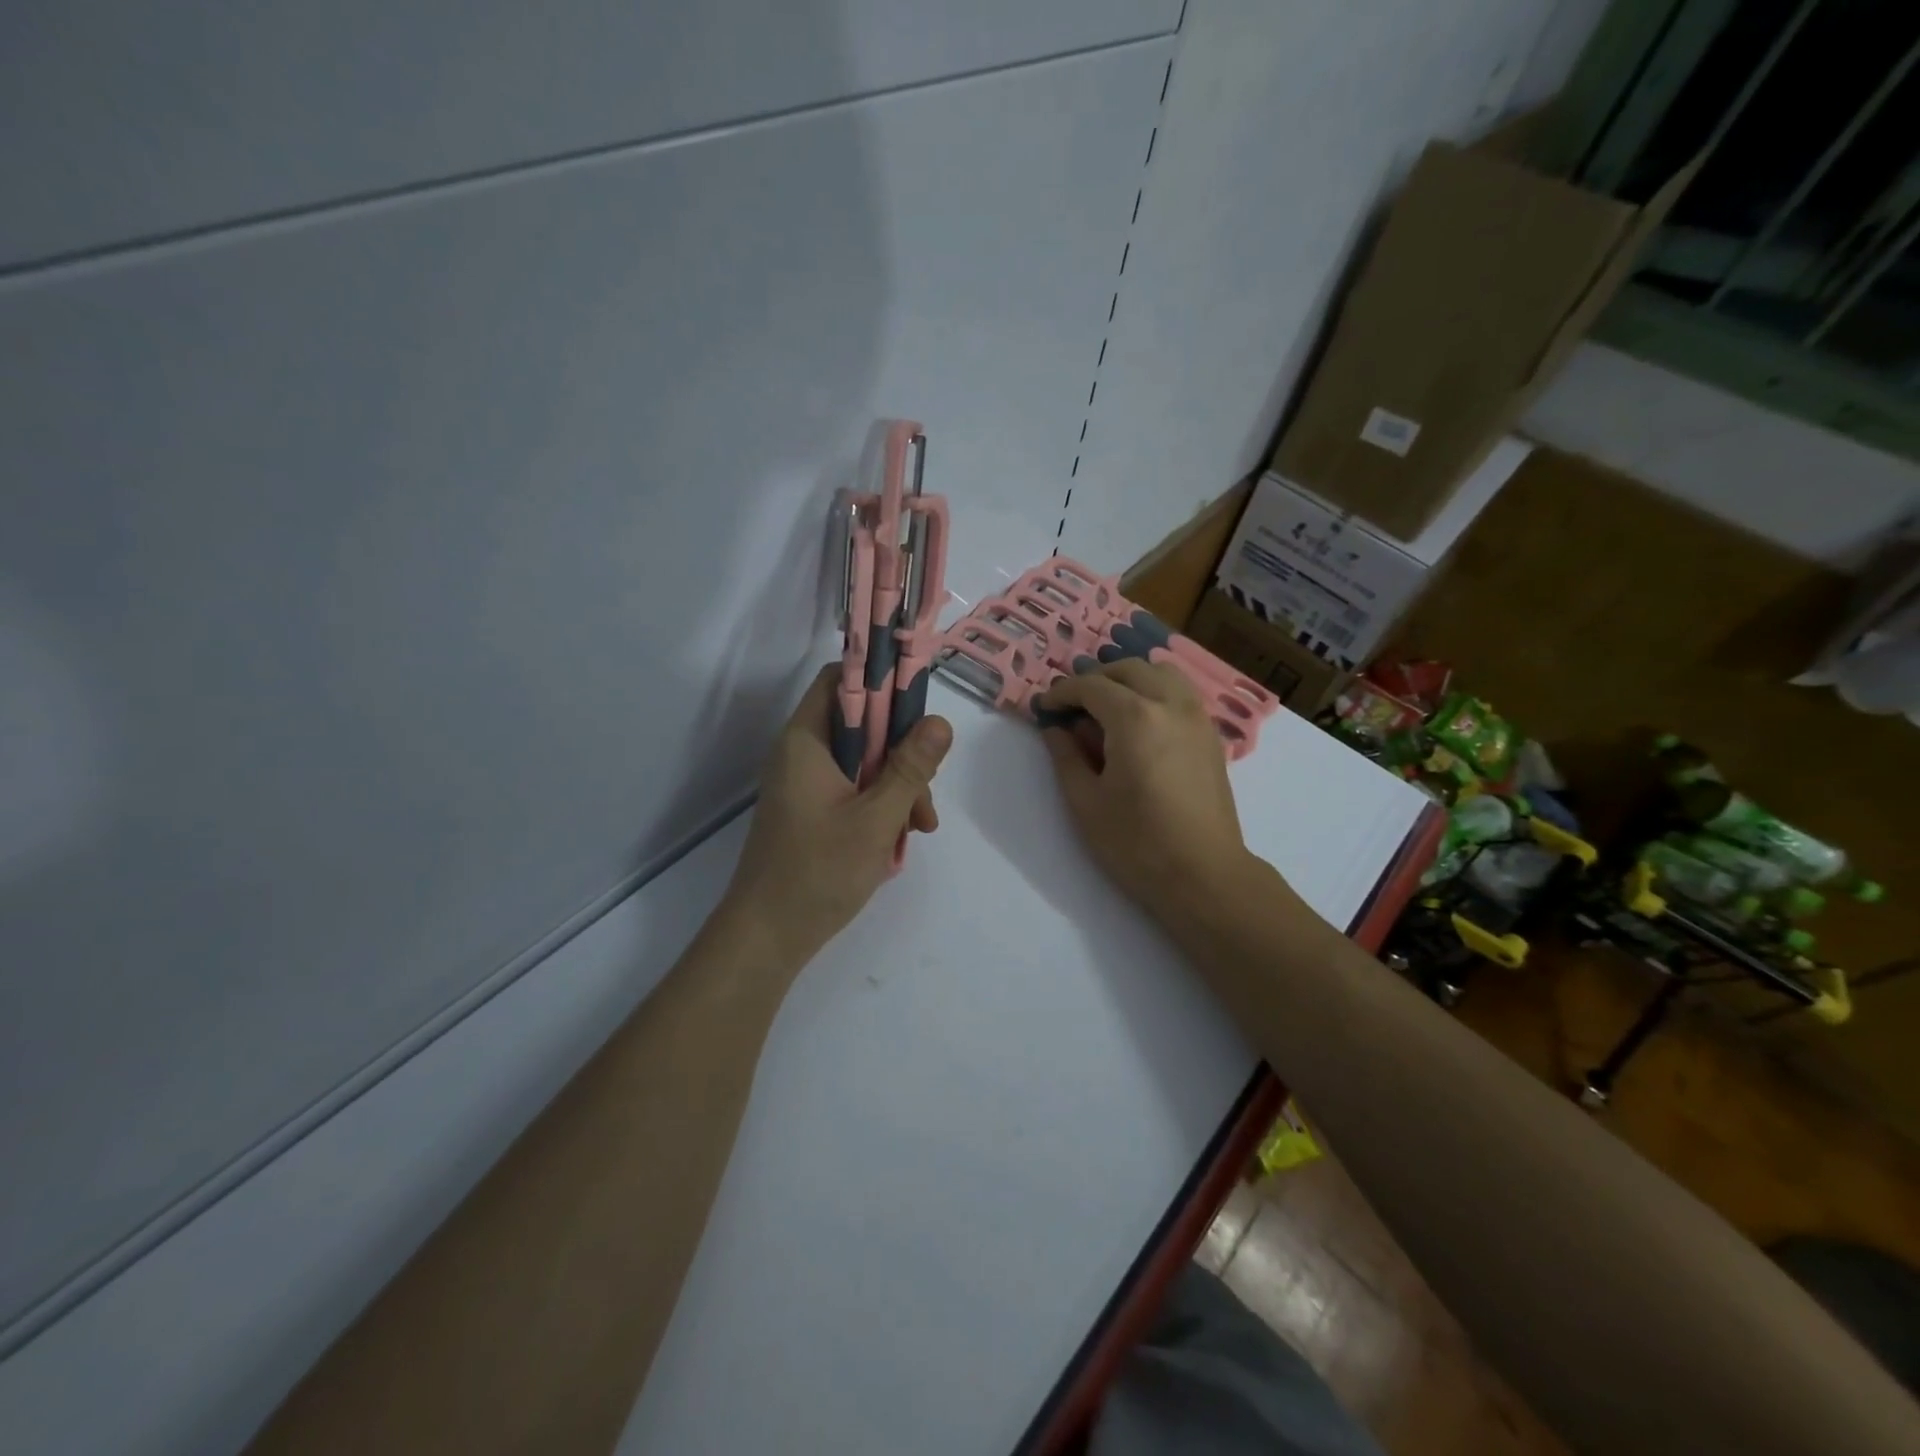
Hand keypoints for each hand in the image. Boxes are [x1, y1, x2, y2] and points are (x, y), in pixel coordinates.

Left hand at [722, 666, 952, 965]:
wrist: (767, 936)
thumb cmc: (818, 871)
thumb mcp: (876, 817)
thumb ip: (910, 768)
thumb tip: (940, 721)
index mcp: (806, 740)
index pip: (841, 679)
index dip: (881, 681)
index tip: (919, 707)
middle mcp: (802, 752)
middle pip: (861, 723)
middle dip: (902, 750)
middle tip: (927, 788)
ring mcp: (806, 783)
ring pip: (864, 760)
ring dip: (898, 783)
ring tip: (921, 826)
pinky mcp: (812, 809)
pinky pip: (854, 788)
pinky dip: (881, 804)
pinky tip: (902, 836)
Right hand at [1037, 659, 1248, 926]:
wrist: (1204, 876)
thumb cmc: (1136, 843)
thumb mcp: (1085, 802)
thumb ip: (1066, 756)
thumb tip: (1055, 729)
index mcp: (1135, 718)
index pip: (1091, 686)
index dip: (1062, 693)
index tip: (1043, 707)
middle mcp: (1171, 705)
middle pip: (1130, 669)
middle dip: (1096, 679)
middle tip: (1072, 705)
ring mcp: (1198, 718)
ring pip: (1162, 673)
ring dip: (1130, 679)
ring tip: (1108, 706)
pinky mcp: (1212, 737)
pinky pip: (1182, 694)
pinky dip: (1156, 692)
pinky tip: (1140, 724)